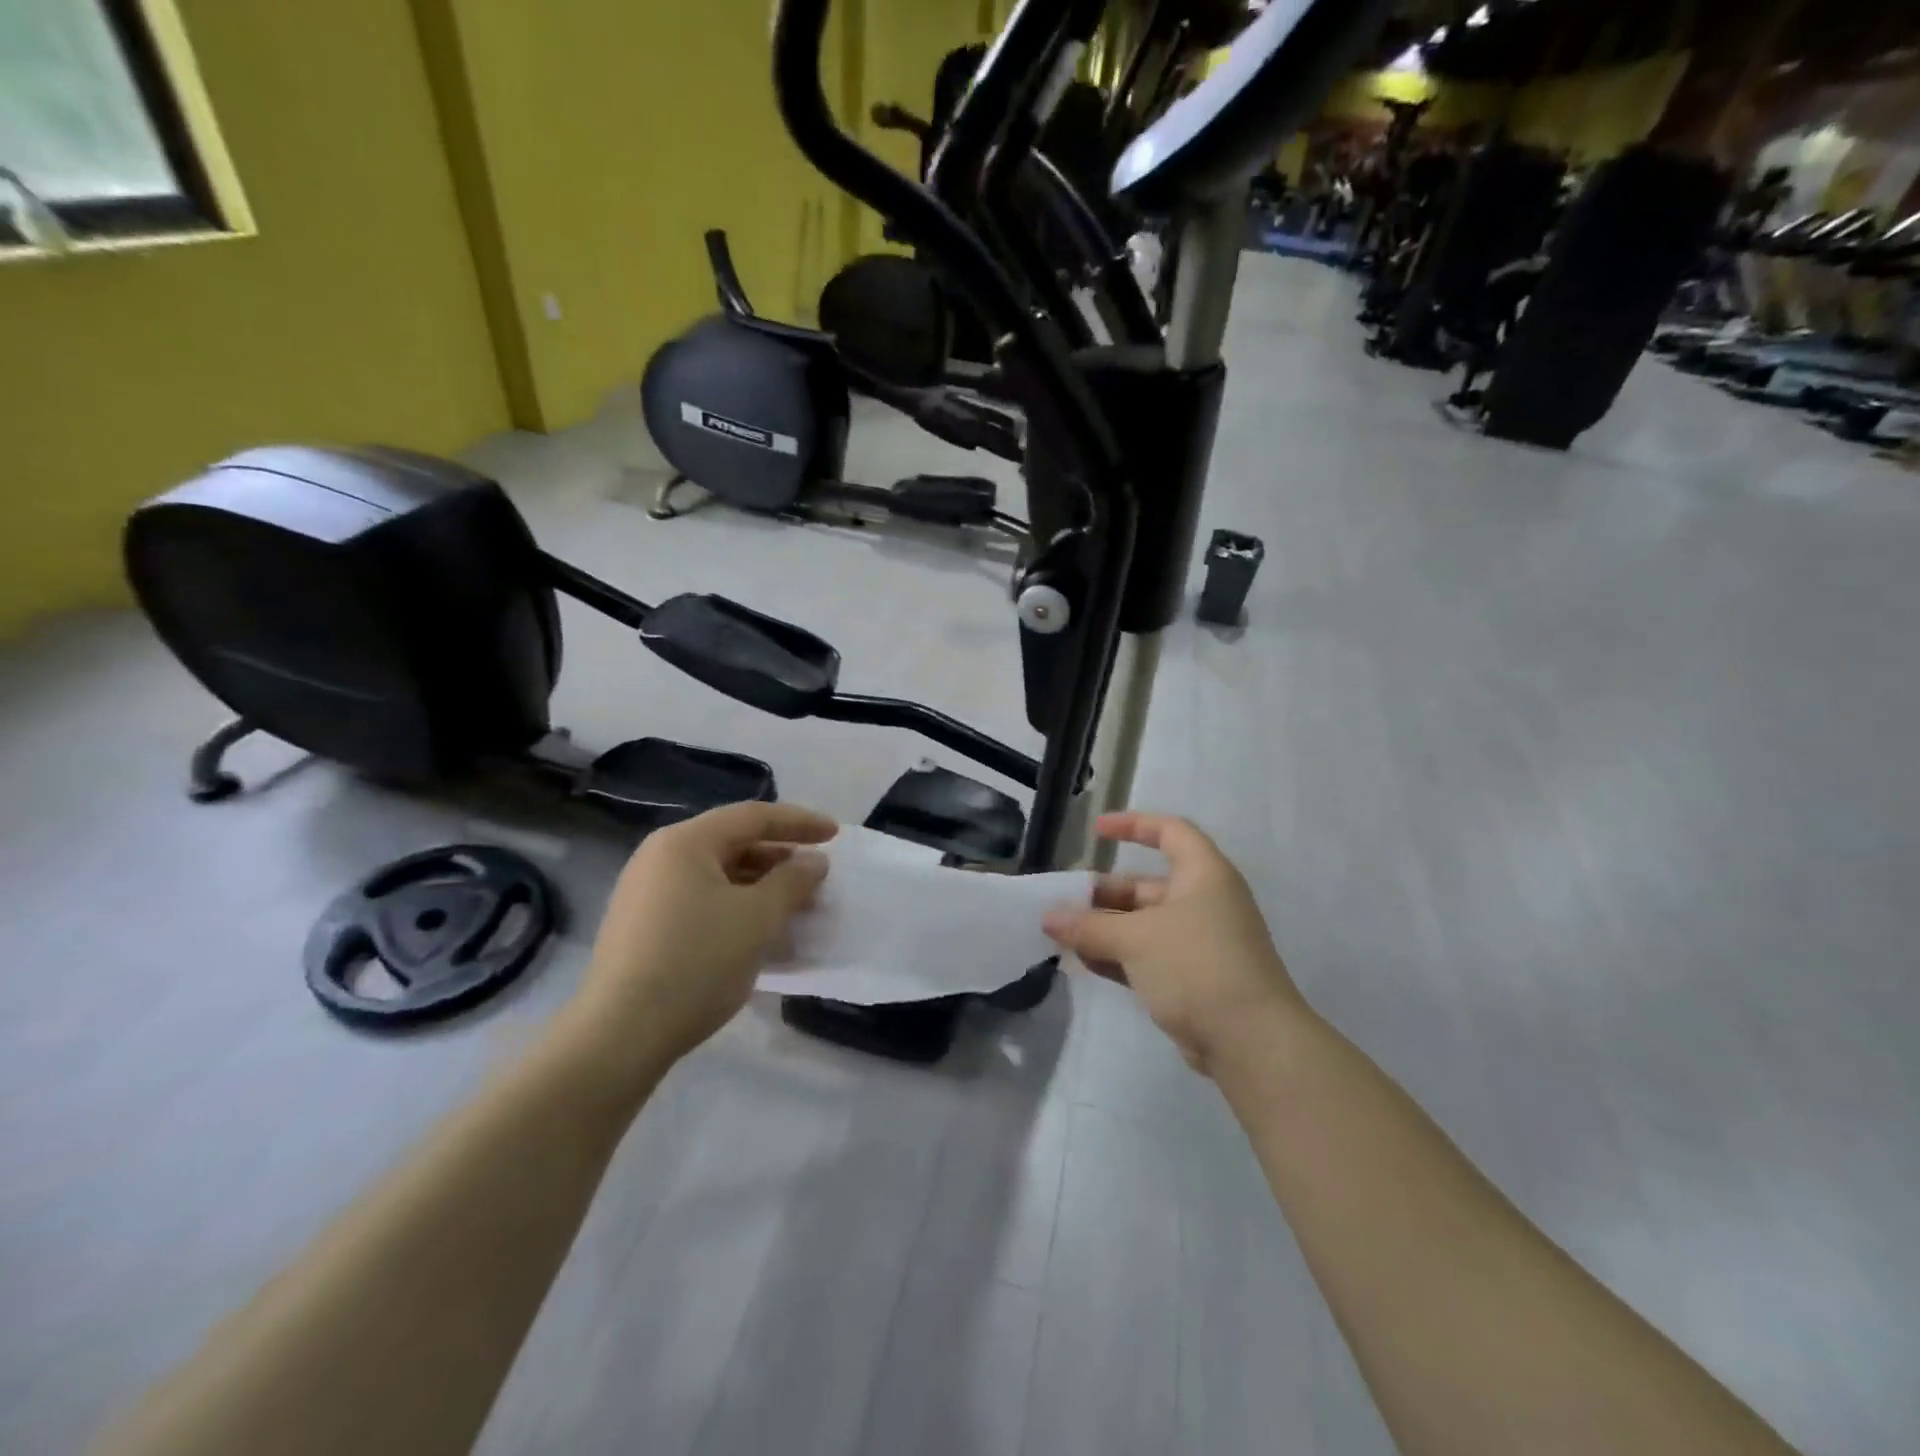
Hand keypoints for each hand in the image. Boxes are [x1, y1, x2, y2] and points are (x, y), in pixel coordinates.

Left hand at [565, 803, 834, 1073]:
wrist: (620, 1035)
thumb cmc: (697, 962)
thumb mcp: (758, 918)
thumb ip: (793, 881)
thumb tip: (814, 861)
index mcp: (685, 842)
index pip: (753, 817)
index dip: (799, 822)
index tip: (835, 836)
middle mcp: (660, 858)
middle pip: (733, 844)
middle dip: (781, 860)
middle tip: (817, 879)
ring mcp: (647, 894)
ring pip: (719, 877)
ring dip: (762, 889)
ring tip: (797, 910)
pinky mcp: (644, 928)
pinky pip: (702, 903)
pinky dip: (737, 910)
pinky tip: (761, 937)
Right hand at [1042, 813, 1306, 1074]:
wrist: (1251, 1041)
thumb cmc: (1196, 966)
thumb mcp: (1135, 939)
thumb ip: (1088, 927)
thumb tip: (1047, 918)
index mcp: (1203, 875)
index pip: (1170, 832)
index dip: (1133, 825)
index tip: (1096, 831)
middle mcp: (1204, 902)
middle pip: (1147, 886)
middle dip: (1103, 894)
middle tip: (1063, 902)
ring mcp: (1200, 943)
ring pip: (1143, 925)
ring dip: (1105, 928)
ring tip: (1062, 935)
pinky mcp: (1194, 979)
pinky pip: (1148, 956)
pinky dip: (1118, 956)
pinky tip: (1082, 962)